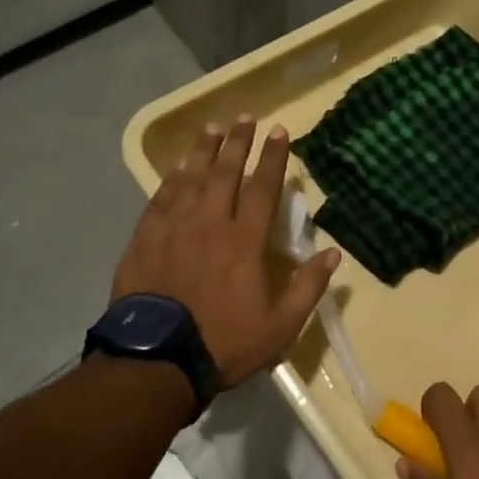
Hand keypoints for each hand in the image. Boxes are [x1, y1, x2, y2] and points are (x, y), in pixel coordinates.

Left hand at [113, 117, 339, 388]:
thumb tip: (333, 253)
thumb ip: (308, 287)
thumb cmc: (224, 342)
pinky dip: (171, 179)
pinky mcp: (145, 239)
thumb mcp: (280, 325)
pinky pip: (161, 198)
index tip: (279, 131)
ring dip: (204, 151)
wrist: (156, 361)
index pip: (263, 188)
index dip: (273, 158)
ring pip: (191, 178)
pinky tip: (177, 167)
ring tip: (212, 128)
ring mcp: (173, 229)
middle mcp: (210, 224)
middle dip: (238, 142)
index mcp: (244, 241)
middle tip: (245, 117)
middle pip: (225, 173)